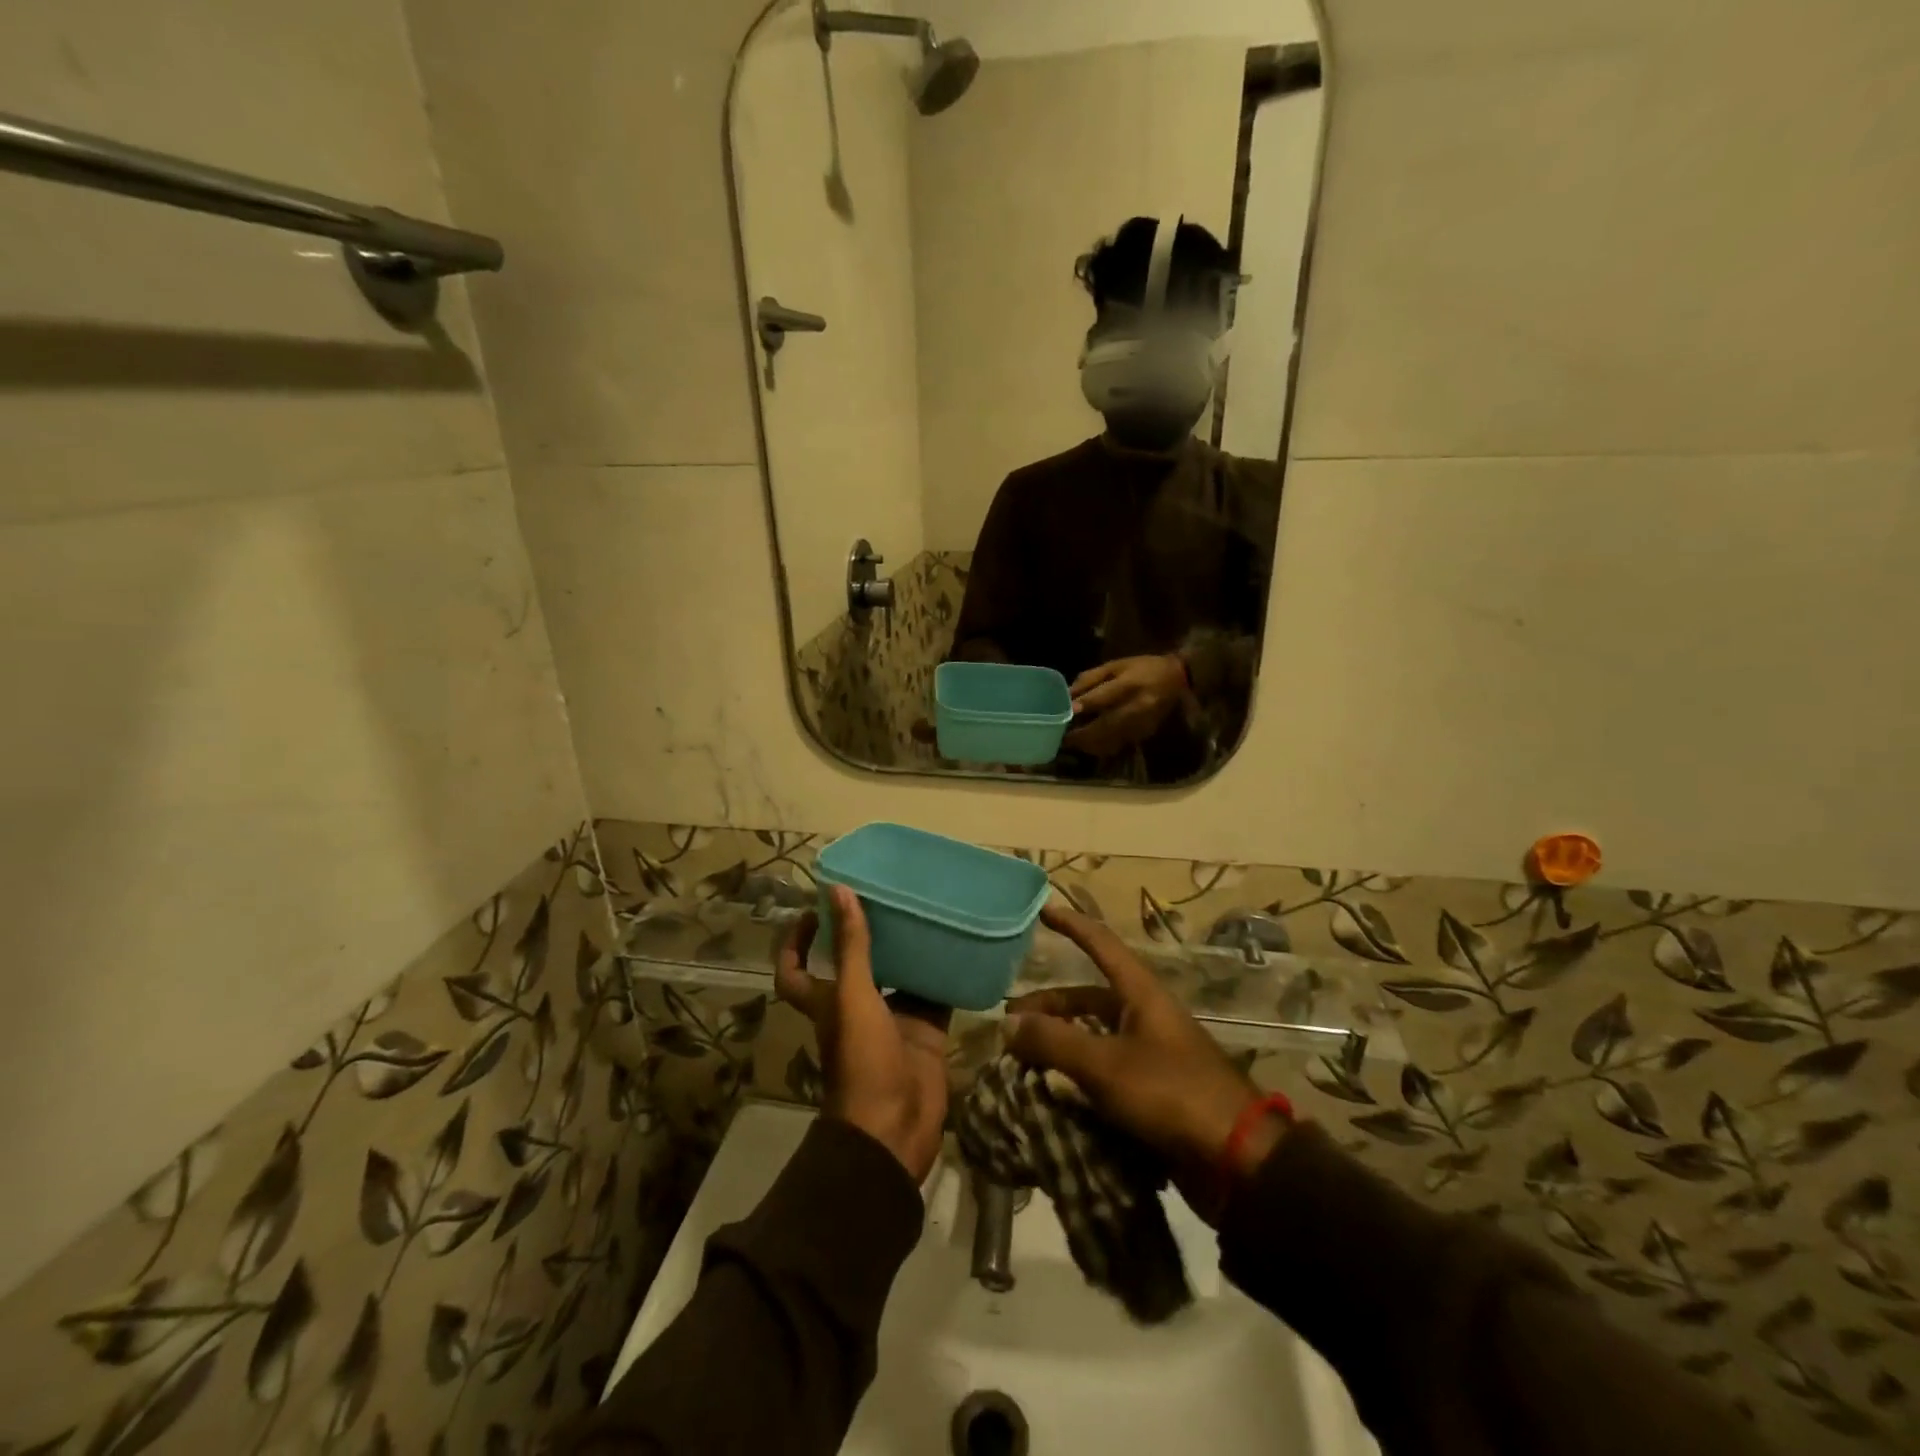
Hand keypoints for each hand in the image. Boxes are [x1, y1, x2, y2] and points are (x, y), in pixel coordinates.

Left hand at [776, 887, 951, 1182]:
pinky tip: (957, 944)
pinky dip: (943, 974)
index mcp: (827, 1001)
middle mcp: (857, 1007)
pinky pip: (934, 995)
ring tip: (923, 909)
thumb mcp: (853, 997)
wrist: (896, 1128)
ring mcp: (893, 1020)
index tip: (814, 909)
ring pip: (898, 975)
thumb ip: (851, 946)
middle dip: (864, 934)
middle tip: (883, 895)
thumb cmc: (862, 1061)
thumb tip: (839, 890)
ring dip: (907, 949)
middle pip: (854, 964)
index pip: (796, 970)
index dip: (795, 942)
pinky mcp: (925, 1032)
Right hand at [1004, 902, 1284, 1222]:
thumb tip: (1007, 1022)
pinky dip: (1076, 1077)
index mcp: (1140, 994)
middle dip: (1049, 1007)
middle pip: (1088, 999)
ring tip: (1022, 1062)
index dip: (1072, 926)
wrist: (1237, 1161)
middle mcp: (1144, 1017)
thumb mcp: (1106, 1065)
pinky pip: (1103, 1073)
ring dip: (1059, 1045)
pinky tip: (1050, 1094)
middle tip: (1011, 1024)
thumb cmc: (1171, 1094)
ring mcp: (1149, 1055)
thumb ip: (1054, 1042)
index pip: (1101, 945)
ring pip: (1093, 1038)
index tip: (1042, 912)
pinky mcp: (1151, 1092)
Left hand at [1063, 654, 1188, 755]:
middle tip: (1062, 737)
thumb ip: (1090, 679)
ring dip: (1089, 744)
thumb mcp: (1115, 665)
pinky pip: (1118, 744)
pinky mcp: (1144, 734)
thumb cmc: (1142, 668)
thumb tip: (1067, 695)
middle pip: (1106, 725)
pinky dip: (1101, 747)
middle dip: (1082, 734)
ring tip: (1071, 742)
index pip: (1104, 697)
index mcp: (1129, 684)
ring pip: (1111, 740)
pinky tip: (1089, 744)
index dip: (1085, 705)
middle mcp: (1137, 707)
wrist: (1177, 679)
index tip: (1068, 712)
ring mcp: (1142, 724)